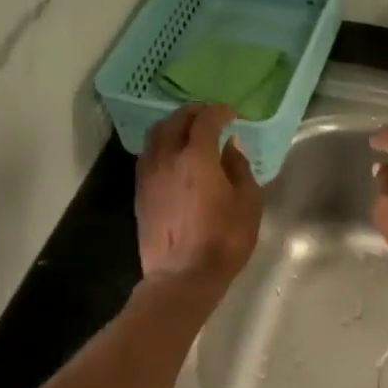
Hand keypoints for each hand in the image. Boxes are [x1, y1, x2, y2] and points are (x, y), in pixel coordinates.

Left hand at [136, 104, 262, 287]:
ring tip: (188, 133)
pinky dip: (162, 148)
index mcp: (196, 157)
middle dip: (192, 113)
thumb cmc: (223, 240)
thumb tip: (230, 147)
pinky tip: (173, 159)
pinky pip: (148, 157)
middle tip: (208, 116)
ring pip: (155, 137)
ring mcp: (148, 176)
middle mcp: (167, 158)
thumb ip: (239, 168)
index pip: (205, 120)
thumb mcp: (247, 203)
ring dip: (173, 128)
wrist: (182, 276)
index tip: (230, 113)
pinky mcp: (140, 193)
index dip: (219, 111)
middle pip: (174, 122)